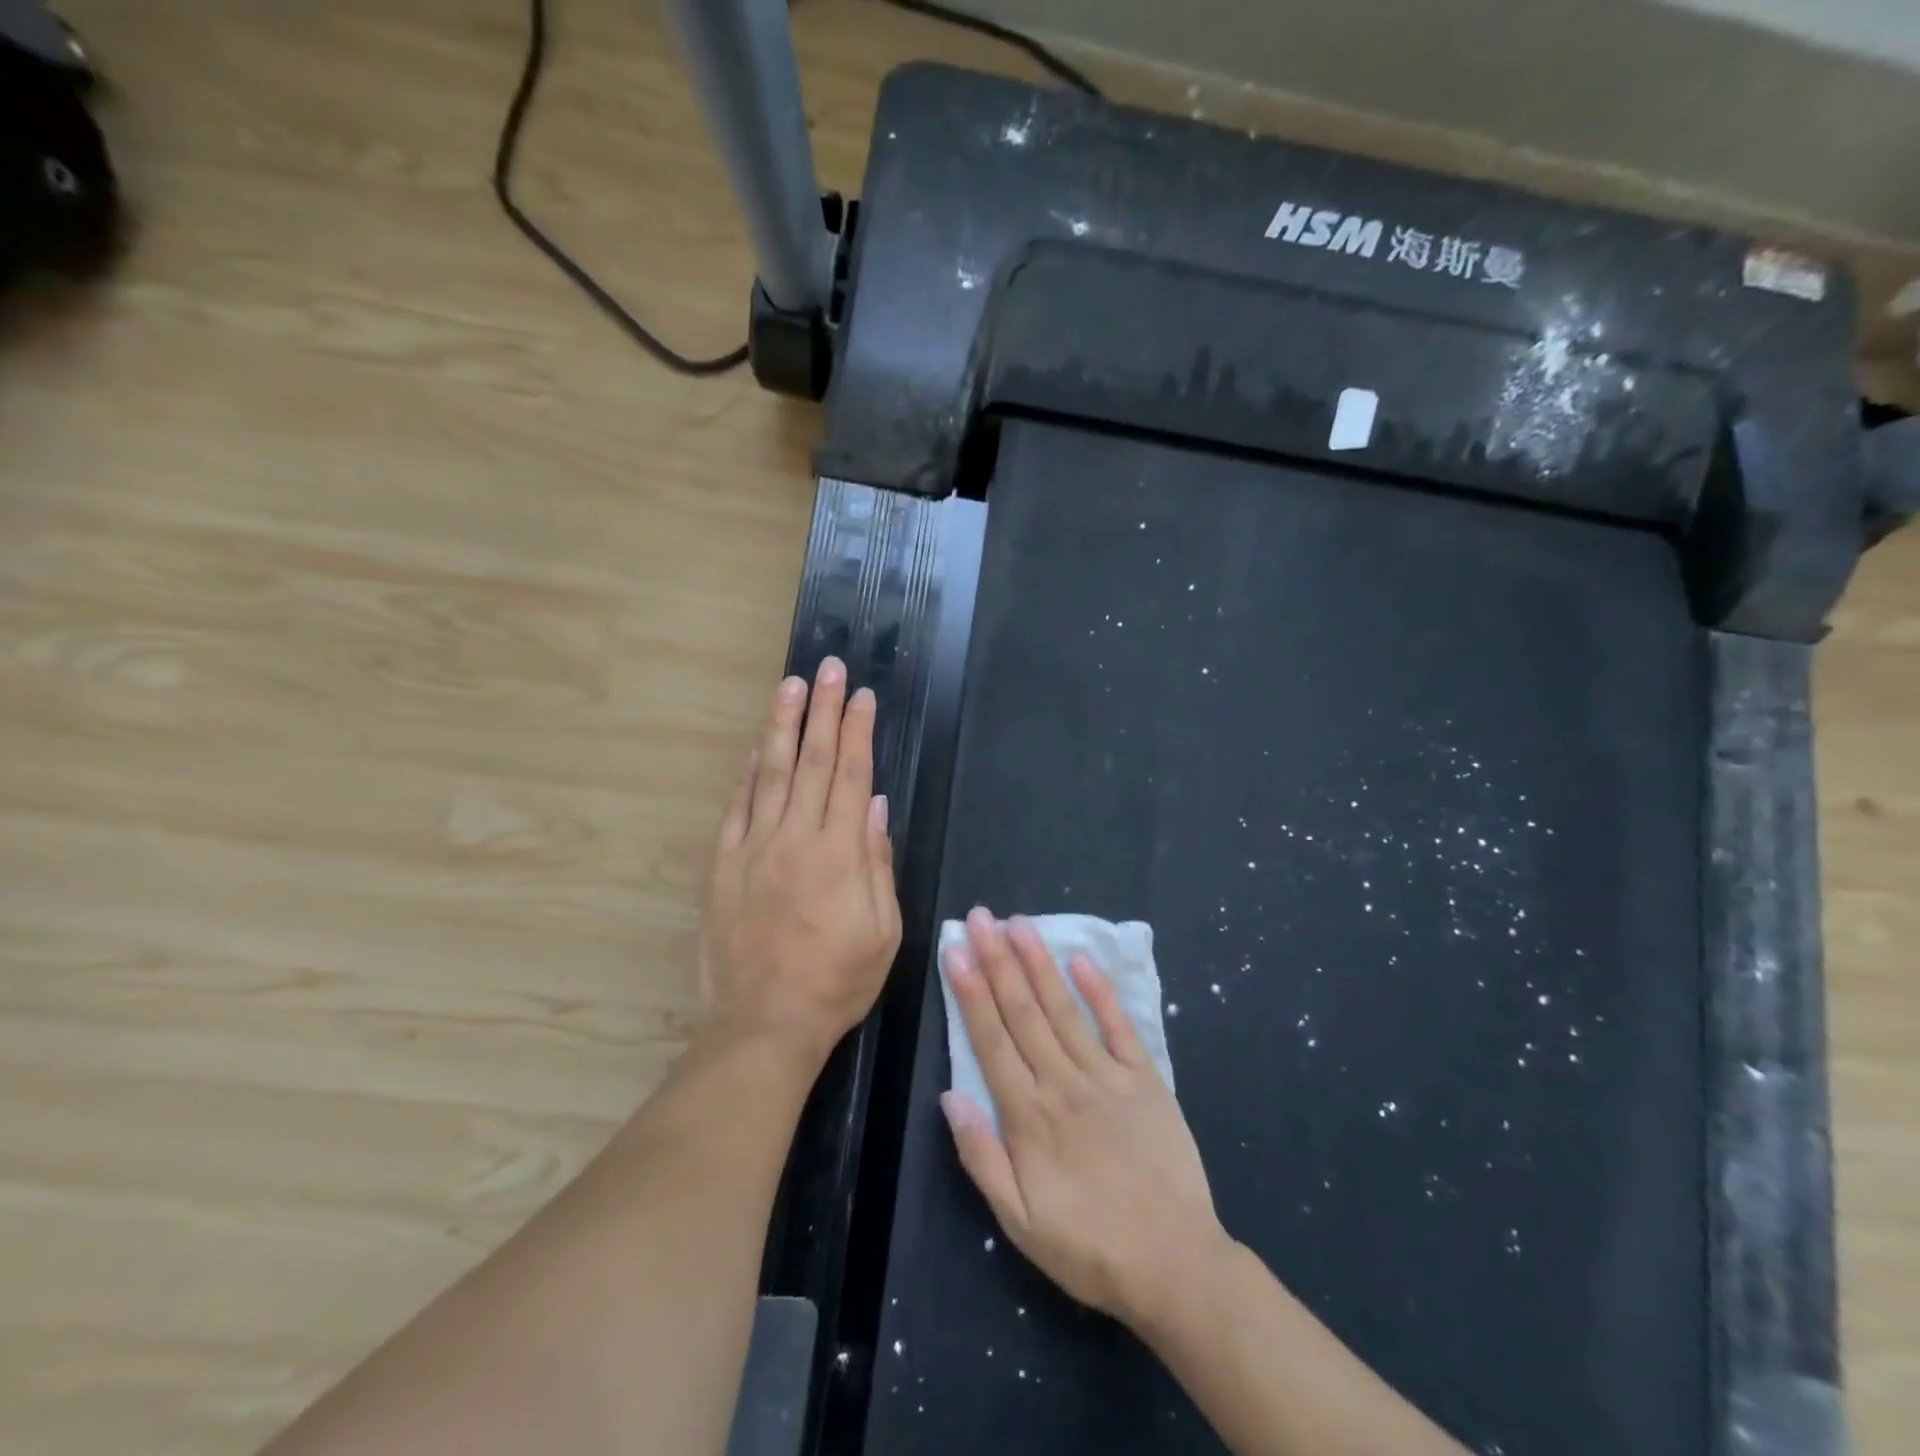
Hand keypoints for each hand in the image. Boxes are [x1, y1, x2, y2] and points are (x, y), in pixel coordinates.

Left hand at [699, 658, 902, 1066]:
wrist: (763, 1025)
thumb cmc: (836, 982)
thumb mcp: (884, 932)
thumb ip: (879, 864)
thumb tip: (877, 808)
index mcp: (840, 853)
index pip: (853, 775)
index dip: (859, 732)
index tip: (863, 696)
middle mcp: (795, 838)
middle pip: (813, 761)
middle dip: (824, 710)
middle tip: (828, 668)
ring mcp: (753, 849)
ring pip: (773, 773)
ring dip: (784, 726)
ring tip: (791, 686)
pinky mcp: (722, 866)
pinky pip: (736, 809)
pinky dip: (748, 776)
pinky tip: (759, 749)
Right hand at [940, 909, 1228, 1327]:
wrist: (1175, 1264)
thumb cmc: (1088, 1247)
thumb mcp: (1019, 1222)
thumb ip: (981, 1155)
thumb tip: (950, 1095)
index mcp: (1029, 1115)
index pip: (991, 1039)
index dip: (970, 992)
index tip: (956, 950)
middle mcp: (1063, 1082)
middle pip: (1023, 1012)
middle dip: (998, 960)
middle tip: (980, 917)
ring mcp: (1107, 1076)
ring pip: (1063, 1009)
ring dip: (1039, 963)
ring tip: (1019, 923)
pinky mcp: (1145, 1079)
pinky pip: (1119, 1027)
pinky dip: (1100, 991)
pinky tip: (1082, 959)